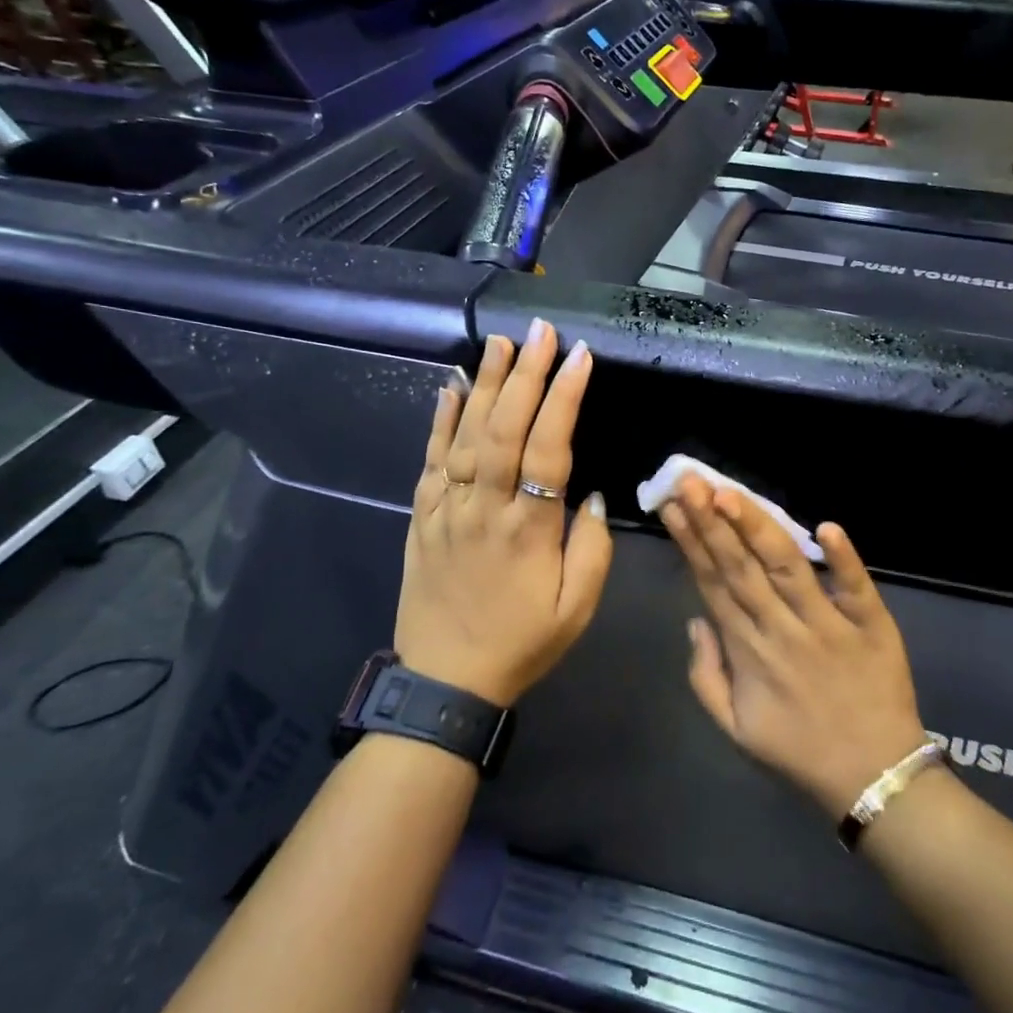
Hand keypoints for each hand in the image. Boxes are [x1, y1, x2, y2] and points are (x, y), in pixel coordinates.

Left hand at [395, 320, 612, 706]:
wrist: (445, 681)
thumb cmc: (522, 643)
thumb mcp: (577, 608)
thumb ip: (592, 547)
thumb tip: (591, 493)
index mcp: (528, 529)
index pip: (548, 448)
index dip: (564, 398)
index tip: (579, 356)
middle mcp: (483, 508)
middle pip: (504, 429)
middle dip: (526, 375)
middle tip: (541, 331)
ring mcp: (445, 510)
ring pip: (464, 435)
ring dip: (484, 385)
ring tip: (501, 344)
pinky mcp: (421, 518)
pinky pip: (429, 461)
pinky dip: (439, 421)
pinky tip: (450, 388)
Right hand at [661, 476, 927, 819]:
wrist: (874, 778)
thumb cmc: (800, 749)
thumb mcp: (735, 727)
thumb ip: (705, 674)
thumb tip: (695, 619)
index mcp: (747, 650)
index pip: (712, 583)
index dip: (691, 542)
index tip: (673, 505)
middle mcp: (781, 629)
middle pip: (741, 567)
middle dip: (712, 521)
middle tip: (690, 479)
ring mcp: (827, 625)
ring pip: (786, 567)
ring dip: (757, 528)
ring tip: (730, 493)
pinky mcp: (872, 625)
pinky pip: (855, 587)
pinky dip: (843, 558)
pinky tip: (826, 525)